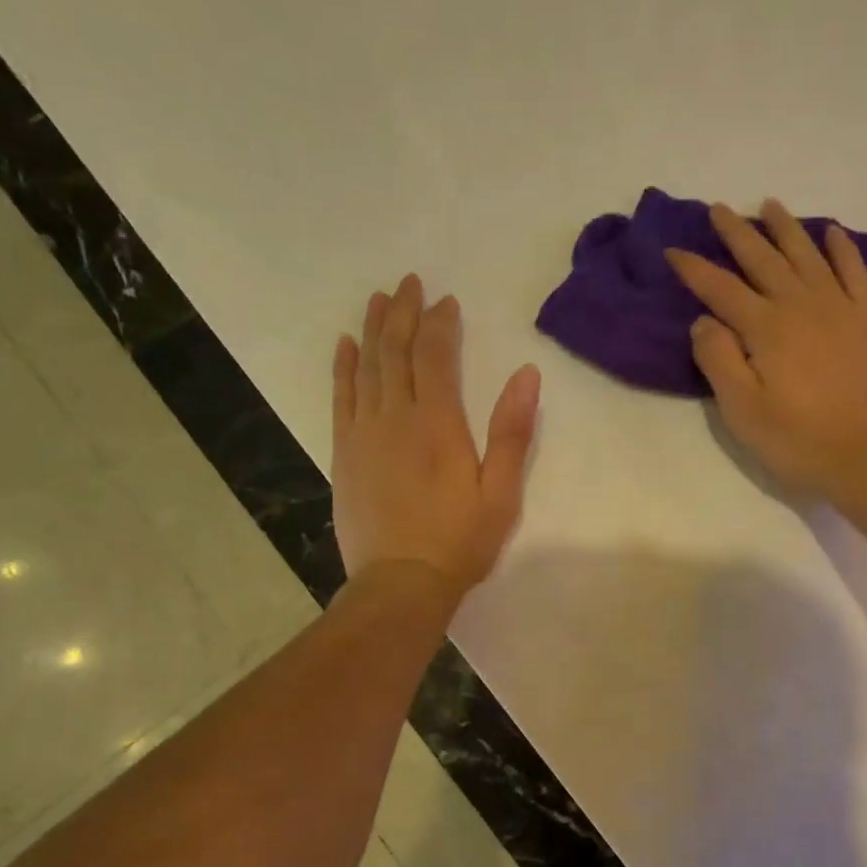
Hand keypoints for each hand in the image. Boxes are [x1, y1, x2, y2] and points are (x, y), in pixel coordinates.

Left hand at [332, 274, 539, 603]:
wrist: (400, 582)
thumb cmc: (459, 541)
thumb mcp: (500, 492)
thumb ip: (511, 431)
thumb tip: (526, 373)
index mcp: (438, 424)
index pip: (435, 357)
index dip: (440, 324)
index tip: (446, 301)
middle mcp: (395, 417)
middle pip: (396, 352)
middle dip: (403, 313)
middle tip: (409, 283)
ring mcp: (363, 433)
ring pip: (367, 368)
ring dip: (373, 330)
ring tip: (378, 299)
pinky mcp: (344, 453)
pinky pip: (341, 398)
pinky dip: (344, 368)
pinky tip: (345, 346)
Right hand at [666, 199, 866, 496]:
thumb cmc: (796, 440)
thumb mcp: (742, 410)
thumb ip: (718, 360)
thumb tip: (704, 320)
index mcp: (765, 329)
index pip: (721, 289)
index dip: (695, 268)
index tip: (673, 250)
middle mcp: (800, 305)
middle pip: (763, 260)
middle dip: (737, 233)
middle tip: (719, 209)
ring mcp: (840, 308)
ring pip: (807, 255)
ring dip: (786, 228)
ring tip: (770, 205)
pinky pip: (855, 272)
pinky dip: (842, 248)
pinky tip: (832, 232)